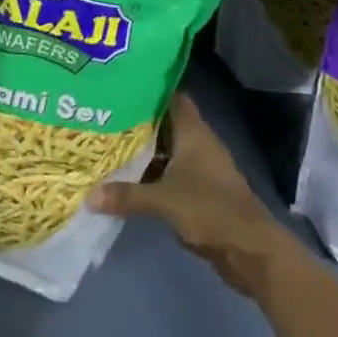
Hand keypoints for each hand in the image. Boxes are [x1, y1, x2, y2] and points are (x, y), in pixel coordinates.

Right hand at [89, 92, 288, 294]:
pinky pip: (172, 173)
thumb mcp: (163, 201)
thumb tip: (88, 196)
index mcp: (193, 131)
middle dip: (138, 122)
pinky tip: (129, 179)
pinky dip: (154, 174)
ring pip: (168, 150)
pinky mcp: (201, 191)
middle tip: (105, 117)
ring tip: (109, 145)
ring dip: (145, 151)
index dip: (149, 90)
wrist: (250, 250)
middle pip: (166, 123)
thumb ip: (127, 196)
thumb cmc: (210, 210)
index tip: (121, 86)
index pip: (171, 97)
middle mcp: (198, 143)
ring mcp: (202, 168)